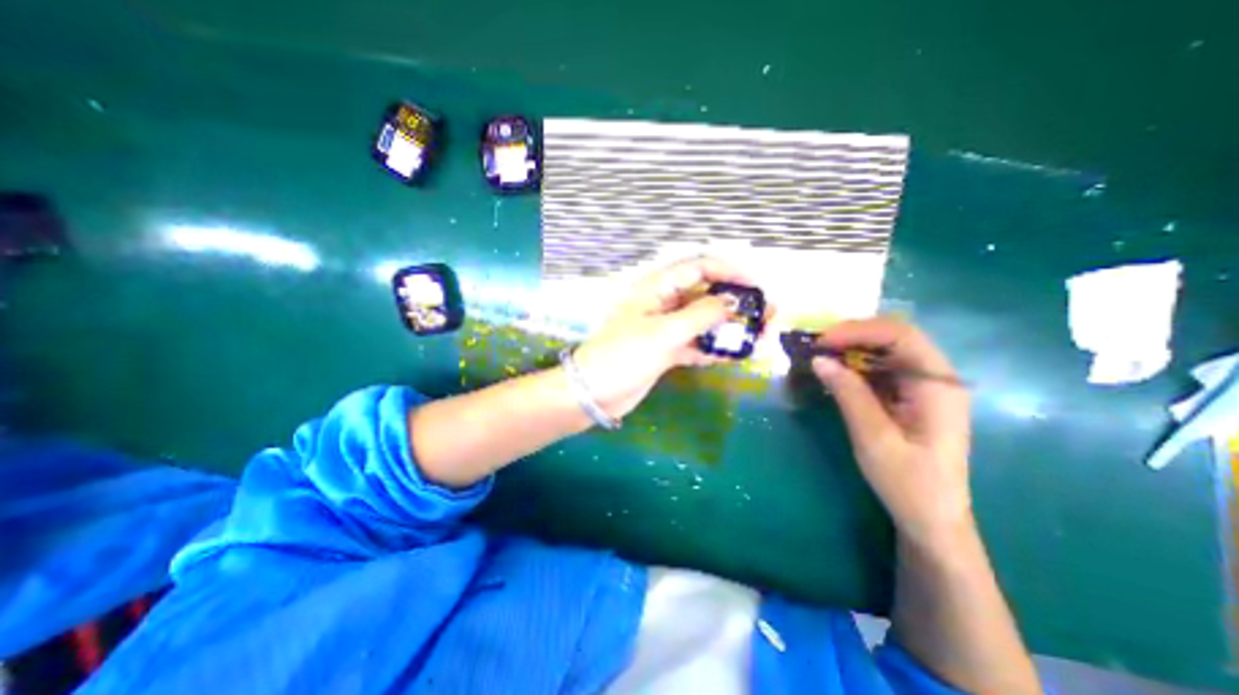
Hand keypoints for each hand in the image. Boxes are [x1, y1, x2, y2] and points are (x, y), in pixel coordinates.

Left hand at [569, 256, 755, 417]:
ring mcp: (666, 328)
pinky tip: (735, 356)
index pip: (699, 267)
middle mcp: (664, 303)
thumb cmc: (624, 355)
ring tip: (761, 336)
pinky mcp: (667, 350)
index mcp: (658, 288)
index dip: (730, 271)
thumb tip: (734, 301)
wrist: (595, 392)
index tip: (757, 285)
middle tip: (767, 314)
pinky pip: (697, 343)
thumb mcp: (664, 332)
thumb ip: (701, 315)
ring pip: (705, 321)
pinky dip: (715, 347)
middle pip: (706, 294)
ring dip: (731, 327)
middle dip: (737, 302)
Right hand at [815, 318, 978, 547]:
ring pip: (888, 350)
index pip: (901, 336)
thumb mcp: (873, 437)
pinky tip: (836, 372)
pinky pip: (883, 369)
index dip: (858, 331)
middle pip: (896, 337)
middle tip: (817, 345)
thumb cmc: (908, 482)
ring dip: (852, 349)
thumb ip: (848, 393)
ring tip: (821, 355)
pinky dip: (856, 366)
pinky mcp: (912, 397)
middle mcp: (937, 379)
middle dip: (854, 335)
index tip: (821, 341)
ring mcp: (925, 387)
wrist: (931, 519)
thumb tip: (819, 359)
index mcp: (938, 386)